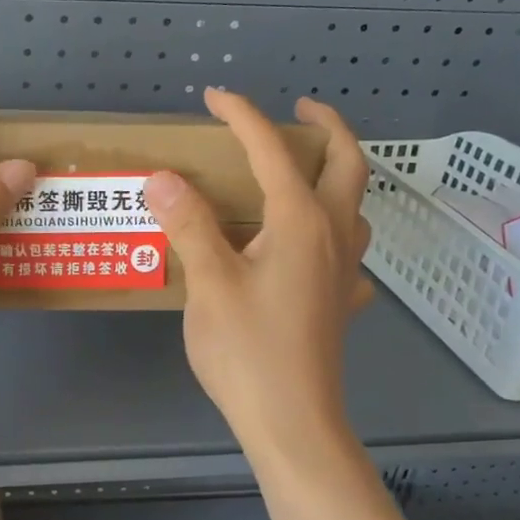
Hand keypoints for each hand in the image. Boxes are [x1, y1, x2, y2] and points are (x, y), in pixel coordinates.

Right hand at [143, 89, 371, 453]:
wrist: (292, 422)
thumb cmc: (247, 351)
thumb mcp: (209, 283)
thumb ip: (189, 225)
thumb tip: (163, 177)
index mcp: (302, 221)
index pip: (272, 151)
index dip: (243, 117)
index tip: (215, 97)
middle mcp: (334, 235)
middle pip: (348, 163)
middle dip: (326, 126)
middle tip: (299, 110)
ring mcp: (344, 271)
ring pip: (356, 206)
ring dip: (337, 175)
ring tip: (303, 173)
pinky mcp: (341, 302)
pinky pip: (348, 252)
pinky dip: (335, 233)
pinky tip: (311, 251)